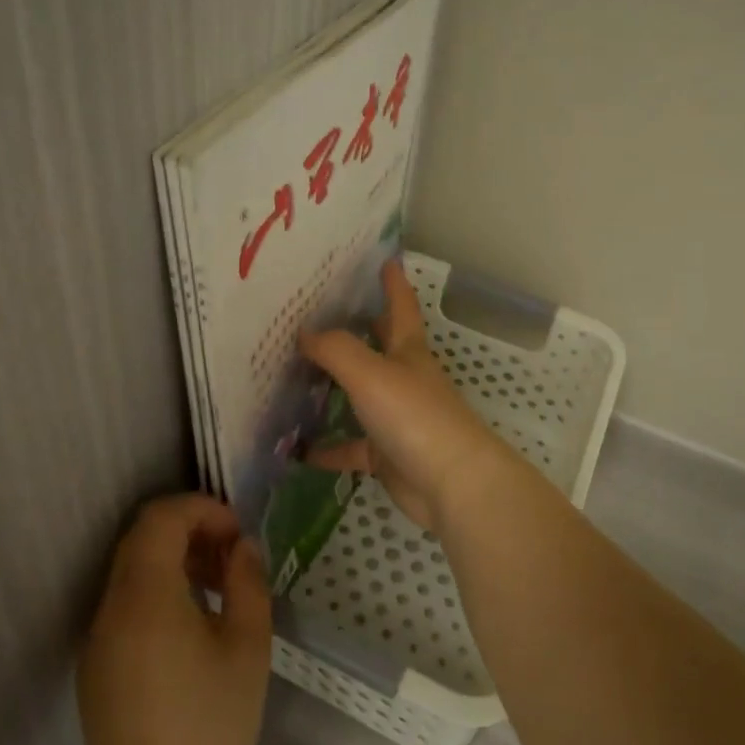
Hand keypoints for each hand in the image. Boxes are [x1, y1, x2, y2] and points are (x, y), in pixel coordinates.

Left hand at [77, 494, 271, 744]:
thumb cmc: (210, 729)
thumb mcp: (248, 649)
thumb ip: (248, 583)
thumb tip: (242, 547)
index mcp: (146, 597)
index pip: (161, 518)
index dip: (201, 510)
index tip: (236, 534)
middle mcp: (111, 607)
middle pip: (142, 538)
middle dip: (190, 532)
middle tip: (231, 559)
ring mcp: (97, 637)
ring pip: (132, 569)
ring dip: (174, 560)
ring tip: (217, 590)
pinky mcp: (94, 665)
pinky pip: (125, 604)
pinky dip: (157, 591)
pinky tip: (190, 628)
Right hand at [300, 258, 512, 532]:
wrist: (452, 485)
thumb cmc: (415, 416)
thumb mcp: (370, 373)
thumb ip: (335, 349)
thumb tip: (304, 331)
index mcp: (408, 351)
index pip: (400, 305)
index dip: (393, 282)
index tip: (384, 259)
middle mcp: (404, 378)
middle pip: (379, 346)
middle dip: (357, 328)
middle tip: (319, 313)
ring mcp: (396, 417)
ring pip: (359, 396)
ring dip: (332, 388)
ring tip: (292, 376)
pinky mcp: (387, 455)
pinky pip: (350, 447)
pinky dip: (327, 448)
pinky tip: (296, 448)